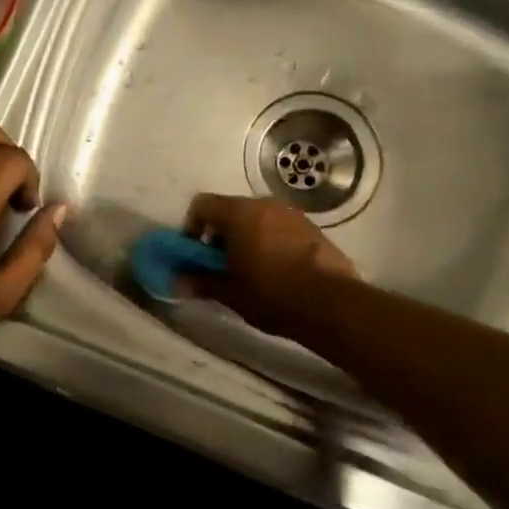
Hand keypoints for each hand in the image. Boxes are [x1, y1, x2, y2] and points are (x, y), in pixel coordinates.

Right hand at [183, 193, 357, 338]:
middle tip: (221, 265)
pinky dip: (271, 242)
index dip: (192, 227)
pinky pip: (281, 228)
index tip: (195, 253)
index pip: (202, 204)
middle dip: (221, 234)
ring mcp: (292, 214)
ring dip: (247, 237)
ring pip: (258, 219)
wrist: (331, 304)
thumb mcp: (229, 292)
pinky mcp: (313, 229)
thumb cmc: (271, 294)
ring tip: (250, 270)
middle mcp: (264, 204)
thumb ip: (201, 282)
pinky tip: (277, 271)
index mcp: (239, 213)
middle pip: (231, 210)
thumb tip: (177, 282)